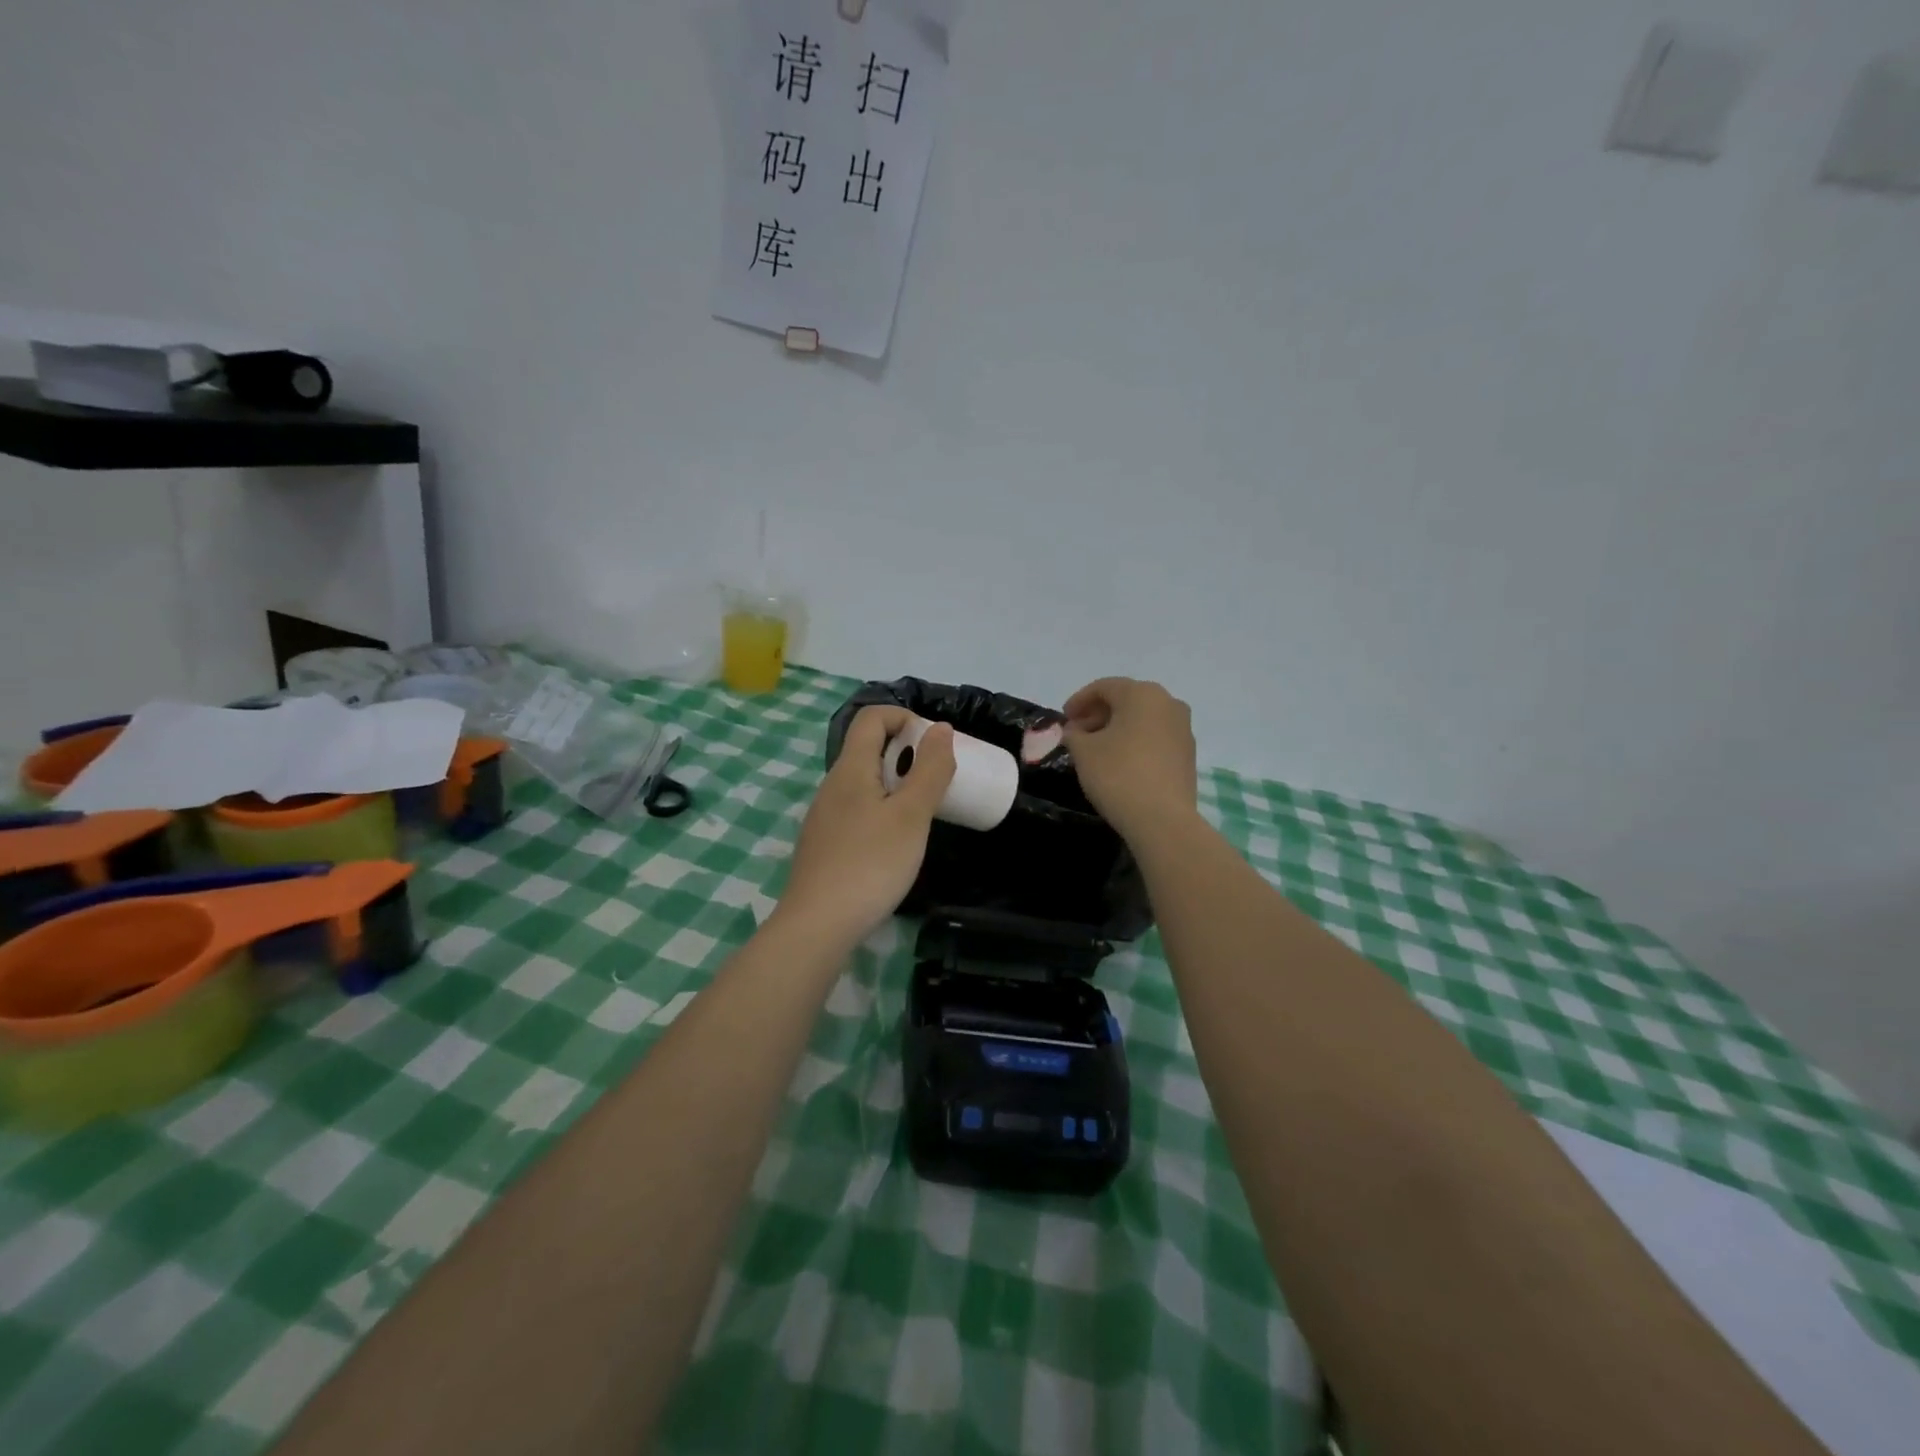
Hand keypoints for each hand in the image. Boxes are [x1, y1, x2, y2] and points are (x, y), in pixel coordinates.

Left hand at [777, 706, 956, 946]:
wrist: (818, 926)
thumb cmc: (870, 864)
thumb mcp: (912, 815)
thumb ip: (930, 770)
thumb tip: (939, 728)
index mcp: (850, 769)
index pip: (872, 717)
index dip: (905, 718)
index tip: (934, 746)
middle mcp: (832, 785)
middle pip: (868, 748)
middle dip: (907, 754)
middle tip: (937, 781)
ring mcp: (824, 816)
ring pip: (864, 782)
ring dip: (896, 784)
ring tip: (922, 813)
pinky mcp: (824, 844)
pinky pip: (857, 810)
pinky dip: (882, 811)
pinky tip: (896, 844)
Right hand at [1062, 678, 1198, 843]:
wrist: (1162, 819)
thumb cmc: (1118, 774)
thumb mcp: (1083, 751)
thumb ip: (1074, 734)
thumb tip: (1076, 731)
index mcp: (1142, 694)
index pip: (1104, 687)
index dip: (1079, 701)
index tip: (1063, 719)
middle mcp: (1168, 703)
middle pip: (1126, 700)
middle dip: (1098, 714)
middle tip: (1076, 734)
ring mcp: (1183, 728)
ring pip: (1142, 719)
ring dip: (1117, 728)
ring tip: (1095, 749)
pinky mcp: (1188, 753)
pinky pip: (1155, 737)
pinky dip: (1135, 741)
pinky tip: (1120, 761)